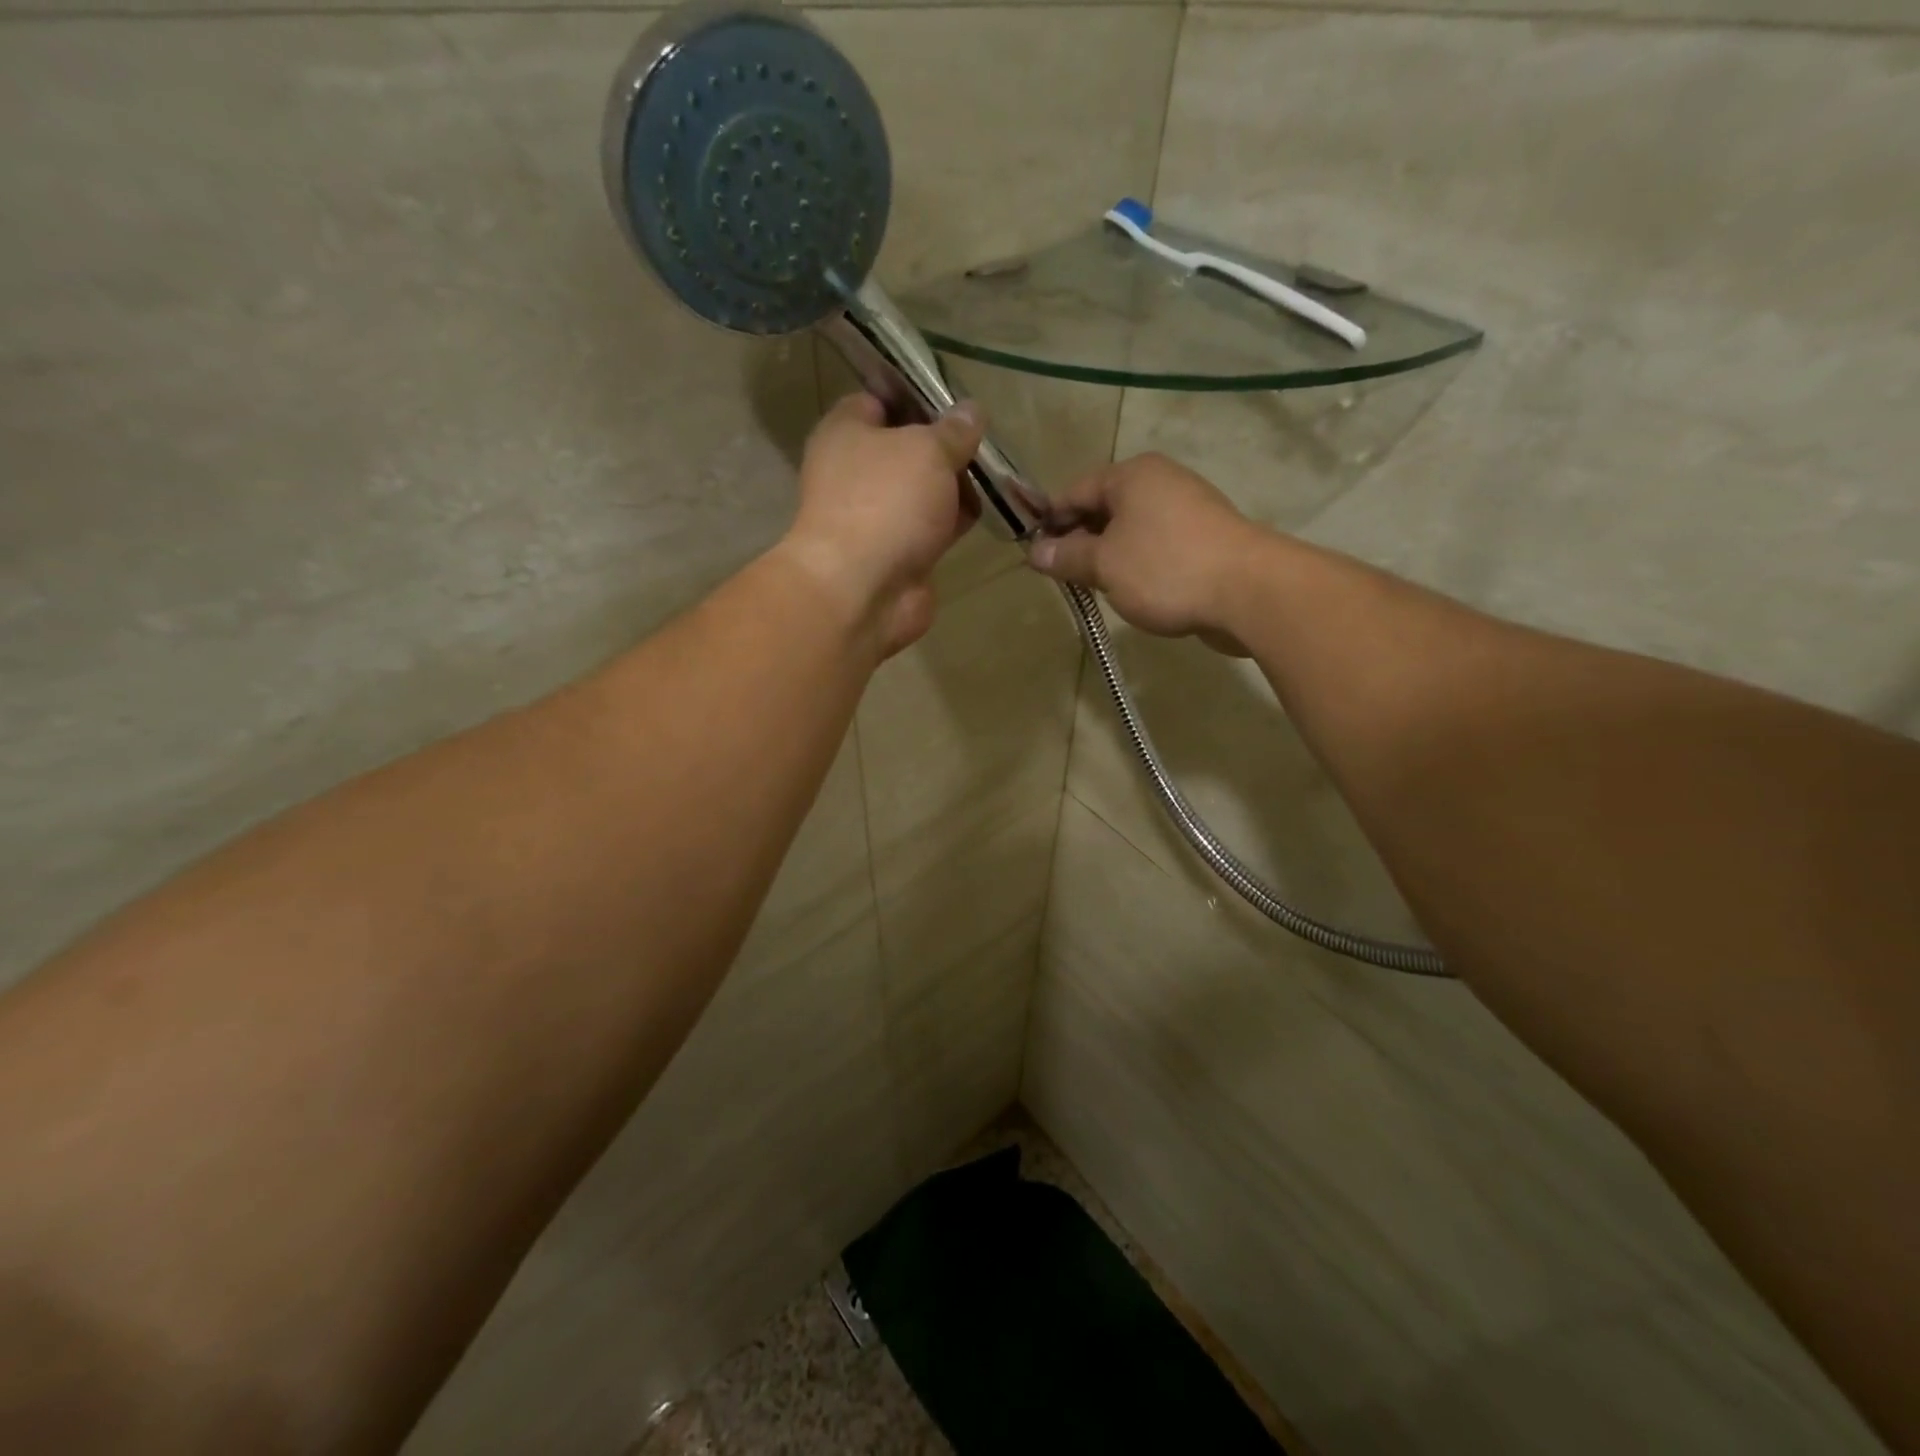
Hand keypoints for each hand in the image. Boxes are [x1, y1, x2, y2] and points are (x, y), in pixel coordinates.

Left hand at [777, 391, 983, 656]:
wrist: (863, 590)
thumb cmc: (886, 502)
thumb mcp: (928, 450)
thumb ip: (954, 430)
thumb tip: (972, 411)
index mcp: (846, 432)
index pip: (880, 399)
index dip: (918, 397)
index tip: (958, 400)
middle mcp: (855, 471)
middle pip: (907, 448)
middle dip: (946, 447)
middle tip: (986, 442)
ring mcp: (876, 516)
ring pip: (922, 491)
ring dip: (955, 487)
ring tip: (996, 477)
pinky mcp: (898, 552)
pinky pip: (931, 527)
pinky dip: (954, 522)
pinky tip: (984, 513)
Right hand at [1027, 453, 1260, 654]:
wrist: (1249, 592)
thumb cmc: (1165, 568)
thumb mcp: (1105, 564)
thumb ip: (1067, 556)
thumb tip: (1035, 551)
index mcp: (1132, 475)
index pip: (1074, 491)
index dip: (1049, 521)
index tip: (1033, 554)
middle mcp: (1160, 482)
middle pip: (1104, 508)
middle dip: (1079, 541)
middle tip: (1061, 576)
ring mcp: (1186, 510)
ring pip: (1130, 530)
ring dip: (1108, 556)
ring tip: (1092, 588)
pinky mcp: (1204, 540)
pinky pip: (1155, 547)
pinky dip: (1137, 565)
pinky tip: (1130, 592)